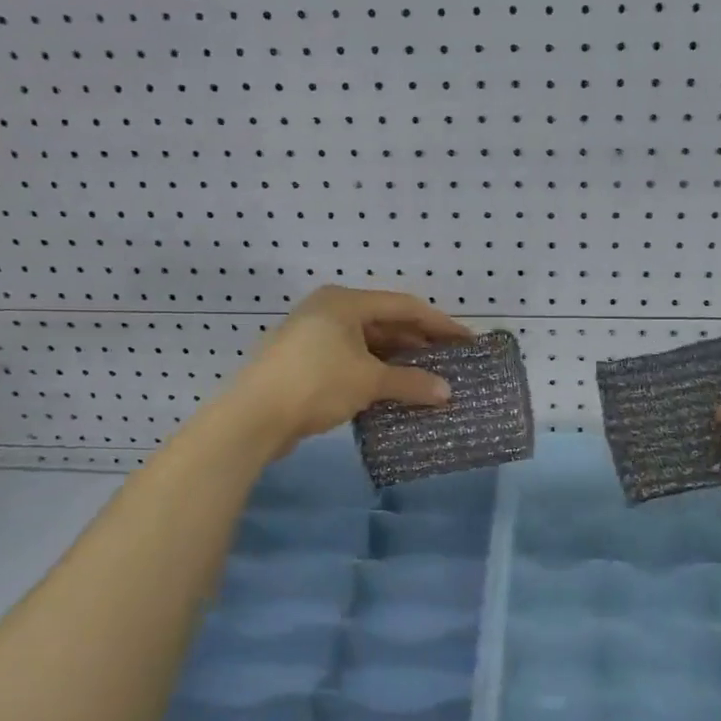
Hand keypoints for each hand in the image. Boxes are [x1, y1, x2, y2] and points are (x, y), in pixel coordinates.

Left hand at [230, 285, 470, 453]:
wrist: (253, 417)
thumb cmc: (316, 384)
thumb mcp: (369, 381)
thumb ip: (411, 383)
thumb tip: (447, 393)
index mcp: (345, 302)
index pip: (405, 306)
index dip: (440, 323)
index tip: (467, 340)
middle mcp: (329, 310)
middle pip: (385, 322)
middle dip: (419, 342)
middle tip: (450, 360)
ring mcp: (313, 335)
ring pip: (367, 342)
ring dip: (398, 359)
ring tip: (428, 377)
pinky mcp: (304, 361)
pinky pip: (351, 359)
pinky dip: (375, 371)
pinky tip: (394, 389)